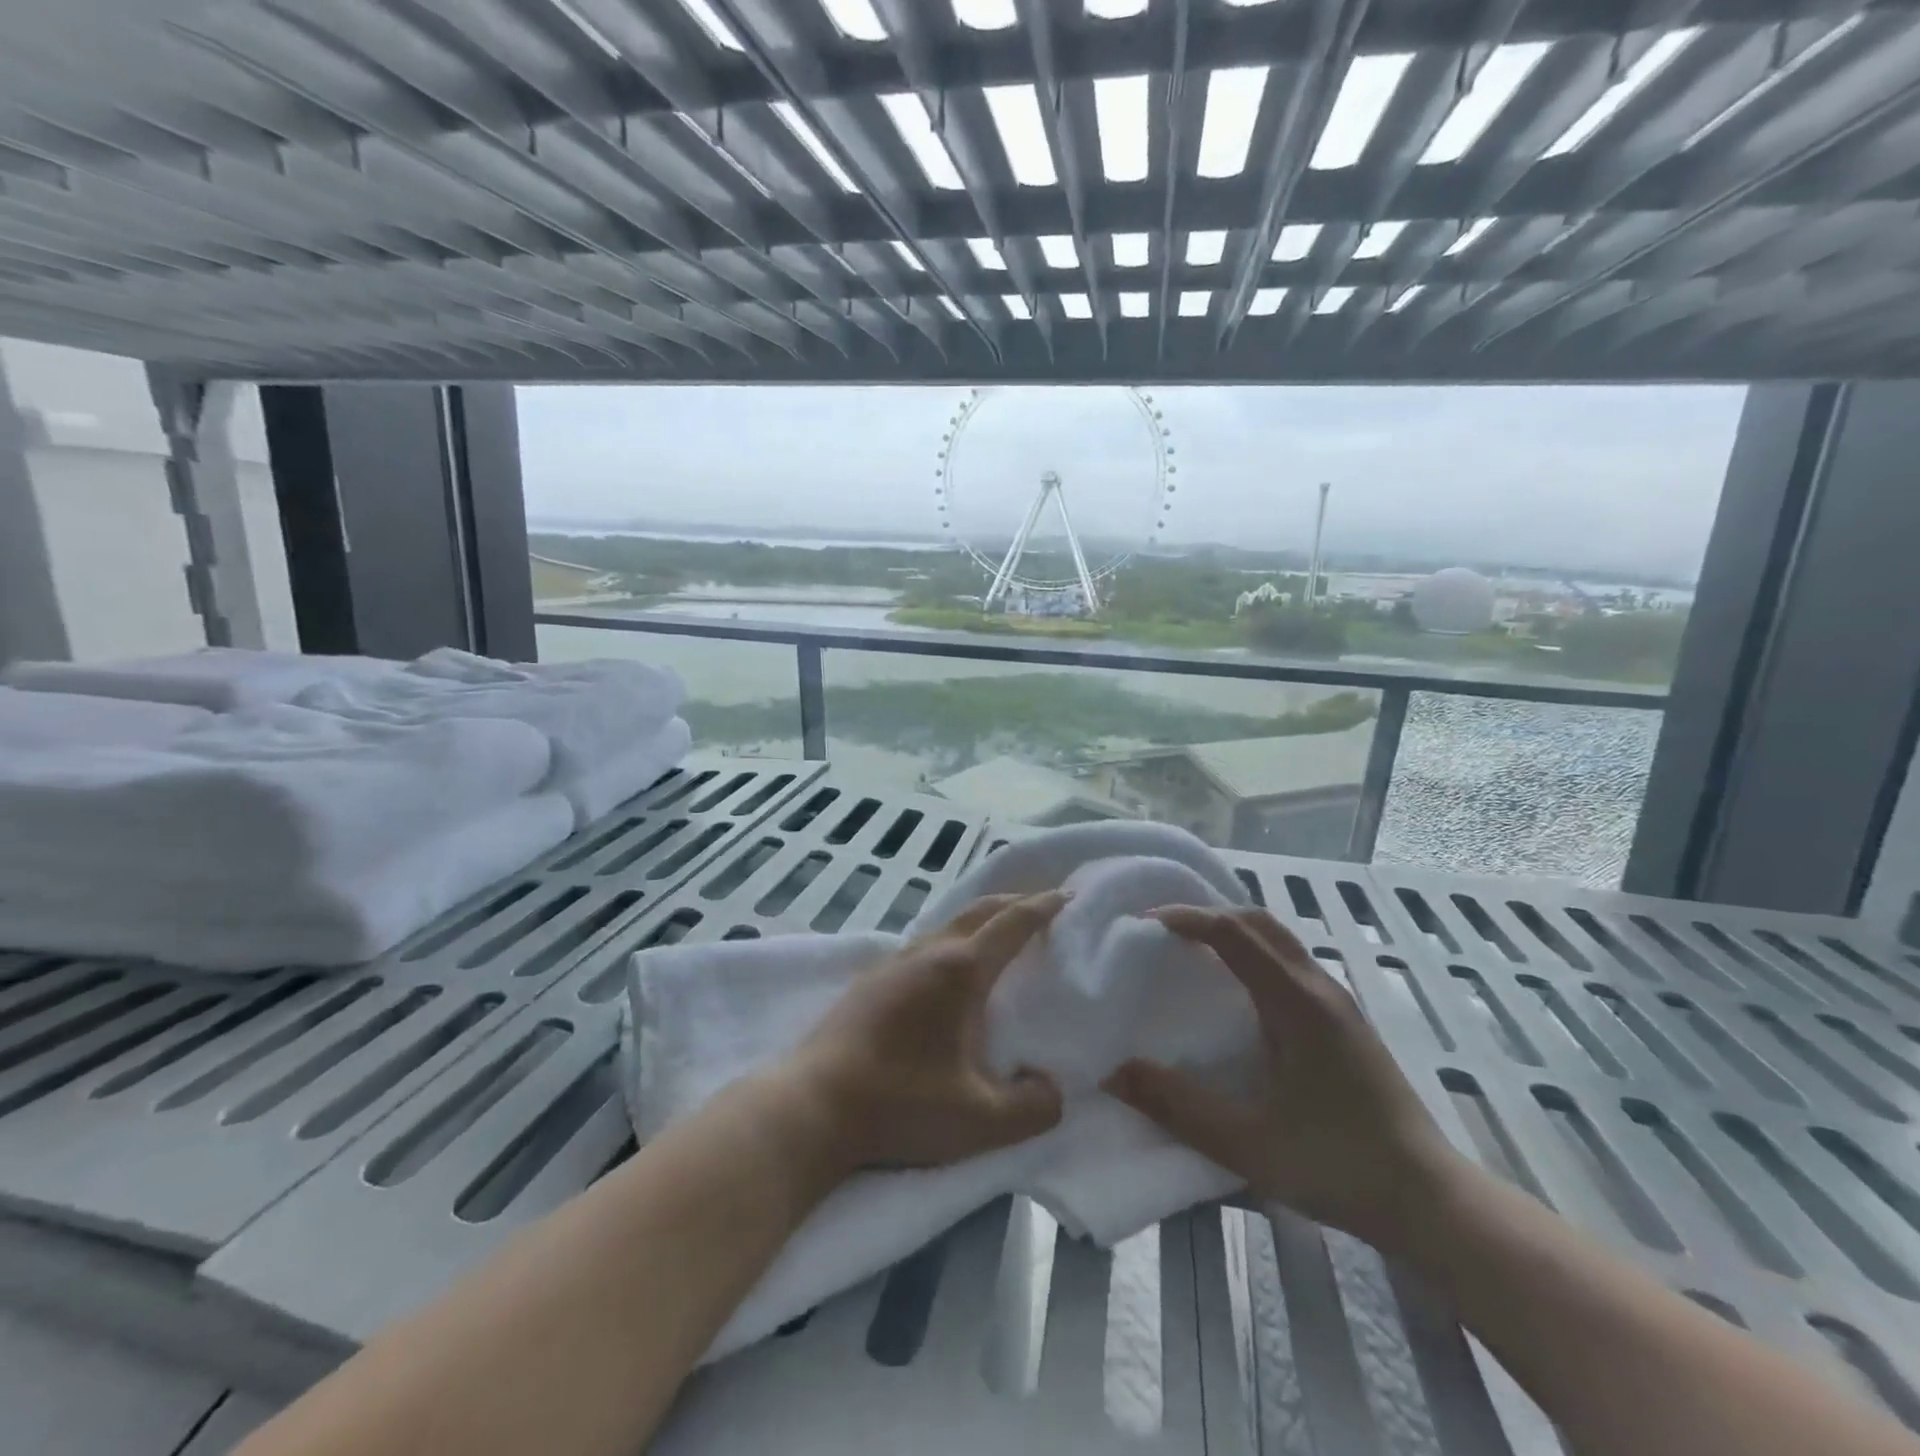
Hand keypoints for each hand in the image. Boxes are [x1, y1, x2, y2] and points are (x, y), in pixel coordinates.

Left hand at [784, 891, 1067, 1175]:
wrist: (813, 1106)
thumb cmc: (901, 1104)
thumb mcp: (981, 1121)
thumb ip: (1033, 1107)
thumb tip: (1051, 1089)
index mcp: (960, 971)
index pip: (1012, 923)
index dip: (1043, 906)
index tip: (1068, 895)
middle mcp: (928, 953)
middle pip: (979, 910)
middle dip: (1015, 901)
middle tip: (1042, 905)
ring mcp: (893, 963)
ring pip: (947, 923)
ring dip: (980, 919)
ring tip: (1000, 934)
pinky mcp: (870, 981)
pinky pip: (924, 943)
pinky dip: (952, 938)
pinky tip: (948, 968)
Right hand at [1104, 905, 1459, 1251]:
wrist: (1432, 1202)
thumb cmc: (1338, 1165)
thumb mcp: (1247, 1143)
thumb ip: (1177, 1106)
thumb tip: (1113, 1073)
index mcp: (1296, 1002)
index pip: (1234, 932)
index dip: (1187, 918)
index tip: (1144, 923)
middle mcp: (1319, 988)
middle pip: (1259, 922)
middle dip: (1207, 914)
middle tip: (1162, 932)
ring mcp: (1338, 1004)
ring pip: (1278, 940)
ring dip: (1232, 931)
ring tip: (1190, 952)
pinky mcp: (1346, 1023)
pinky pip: (1289, 962)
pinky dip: (1252, 953)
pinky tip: (1236, 991)